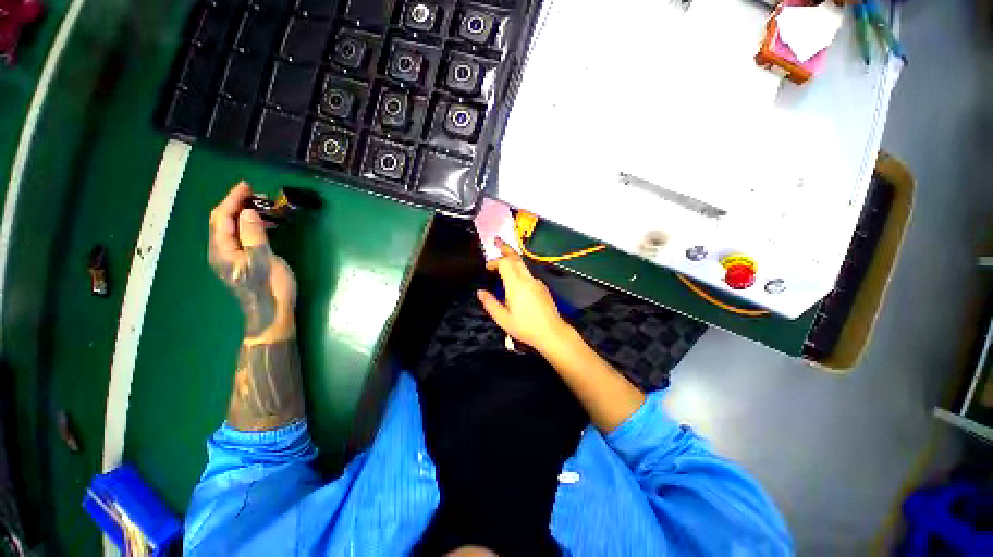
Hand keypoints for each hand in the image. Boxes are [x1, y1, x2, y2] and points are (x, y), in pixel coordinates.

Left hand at [208, 182, 296, 340]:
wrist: (270, 314)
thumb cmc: (269, 288)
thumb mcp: (264, 260)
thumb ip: (253, 235)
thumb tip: (248, 211)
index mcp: (222, 250)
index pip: (221, 217)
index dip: (232, 199)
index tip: (247, 185)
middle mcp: (220, 252)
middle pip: (222, 221)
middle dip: (237, 204)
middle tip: (258, 195)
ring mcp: (229, 259)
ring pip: (230, 229)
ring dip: (244, 215)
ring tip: (264, 207)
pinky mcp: (240, 263)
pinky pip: (239, 238)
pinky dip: (249, 227)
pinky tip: (263, 226)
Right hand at [477, 240, 572, 353]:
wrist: (552, 333)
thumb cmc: (525, 327)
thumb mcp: (503, 319)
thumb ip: (490, 303)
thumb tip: (480, 292)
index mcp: (516, 285)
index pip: (505, 263)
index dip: (495, 262)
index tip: (487, 268)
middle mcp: (528, 279)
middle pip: (516, 258)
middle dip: (505, 248)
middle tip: (496, 241)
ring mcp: (537, 282)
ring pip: (523, 265)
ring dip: (512, 260)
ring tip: (503, 260)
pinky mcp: (542, 287)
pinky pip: (528, 275)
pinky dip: (519, 272)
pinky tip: (515, 282)